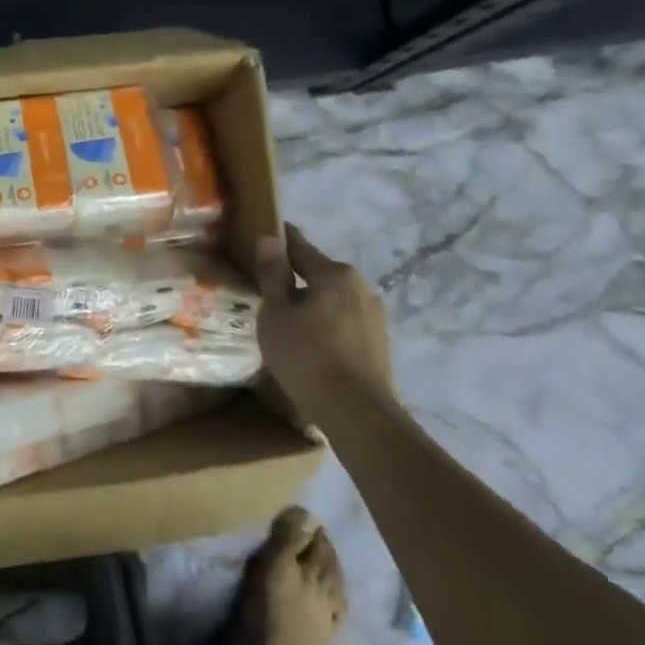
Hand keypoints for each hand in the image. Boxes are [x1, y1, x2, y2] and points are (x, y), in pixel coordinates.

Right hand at [255, 223, 396, 419]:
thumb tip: (269, 237)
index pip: (300, 247)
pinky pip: (344, 323)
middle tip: (268, 291)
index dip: (280, 240)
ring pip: (333, 301)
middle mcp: (361, 287)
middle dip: (296, 279)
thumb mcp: (276, 312)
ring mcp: (375, 316)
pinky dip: (326, 326)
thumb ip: (273, 274)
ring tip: (288, 323)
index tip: (266, 232)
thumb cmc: (307, 355)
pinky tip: (311, 345)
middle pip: (319, 275)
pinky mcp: (378, 343)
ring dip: (312, 305)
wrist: (356, 412)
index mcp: (335, 274)